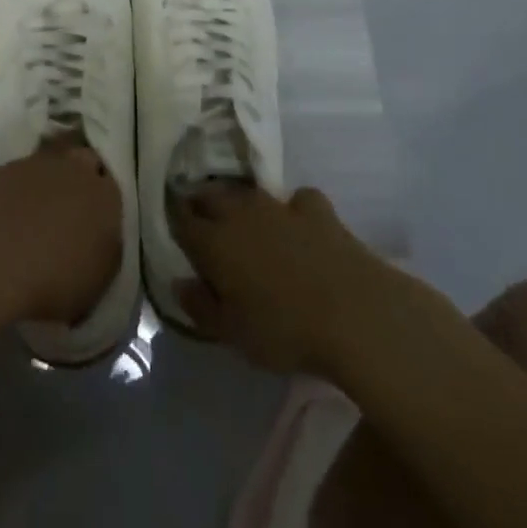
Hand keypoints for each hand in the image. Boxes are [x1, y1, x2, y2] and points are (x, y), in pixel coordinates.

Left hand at [0, 143, 121, 331]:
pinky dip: (16, 193)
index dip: (107, 206)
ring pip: (50, 167)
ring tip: (36, 218)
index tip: (99, 225)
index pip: (117, 190)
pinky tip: (7, 218)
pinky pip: (17, 177)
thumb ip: (104, 257)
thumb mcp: (97, 286)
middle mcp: (76, 168)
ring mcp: (36, 164)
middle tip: (72, 213)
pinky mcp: (0, 168)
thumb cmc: (52, 280)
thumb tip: (98, 248)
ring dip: (47, 185)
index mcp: (109, 196)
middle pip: (85, 165)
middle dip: (81, 183)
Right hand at [171, 183, 386, 374]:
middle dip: (201, 203)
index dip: (174, 221)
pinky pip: (296, 200)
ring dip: (240, 202)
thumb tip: (179, 284)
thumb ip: (201, 307)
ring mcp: (279, 206)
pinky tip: (298, 224)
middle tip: (201, 219)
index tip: (173, 226)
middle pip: (211, 196)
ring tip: (243, 219)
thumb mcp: (233, 334)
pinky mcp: (316, 209)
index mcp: (213, 242)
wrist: (354, 312)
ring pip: (248, 193)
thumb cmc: (284, 330)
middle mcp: (240, 214)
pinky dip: (292, 209)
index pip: (182, 220)